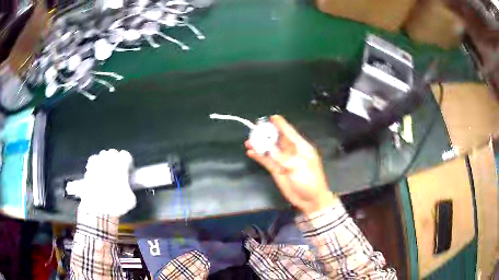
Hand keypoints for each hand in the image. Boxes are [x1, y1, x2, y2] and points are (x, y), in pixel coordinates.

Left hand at [72, 149, 135, 216]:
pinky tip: (96, 172)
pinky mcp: (88, 169)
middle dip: (116, 159)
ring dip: (105, 160)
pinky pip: (93, 160)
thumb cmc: (116, 204)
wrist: (97, 209)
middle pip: (113, 152)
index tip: (128, 171)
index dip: (128, 163)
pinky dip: (95, 164)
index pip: (126, 155)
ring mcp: (97, 163)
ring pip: (102, 154)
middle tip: (117, 171)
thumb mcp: (130, 201)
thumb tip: (128, 191)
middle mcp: (108, 160)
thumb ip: (130, 191)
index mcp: (120, 165)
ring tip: (106, 170)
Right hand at [245, 115, 336, 214]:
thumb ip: (283, 158)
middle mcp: (291, 152)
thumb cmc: (310, 181)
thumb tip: (269, 150)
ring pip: (270, 149)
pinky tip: (251, 152)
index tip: (272, 117)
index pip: (290, 133)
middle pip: (278, 139)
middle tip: (255, 128)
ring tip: (249, 140)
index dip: (281, 125)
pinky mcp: (276, 170)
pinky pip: (266, 161)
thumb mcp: (299, 167)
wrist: (310, 200)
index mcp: (301, 148)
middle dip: (267, 133)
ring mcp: (283, 161)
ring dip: (260, 145)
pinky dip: (259, 156)